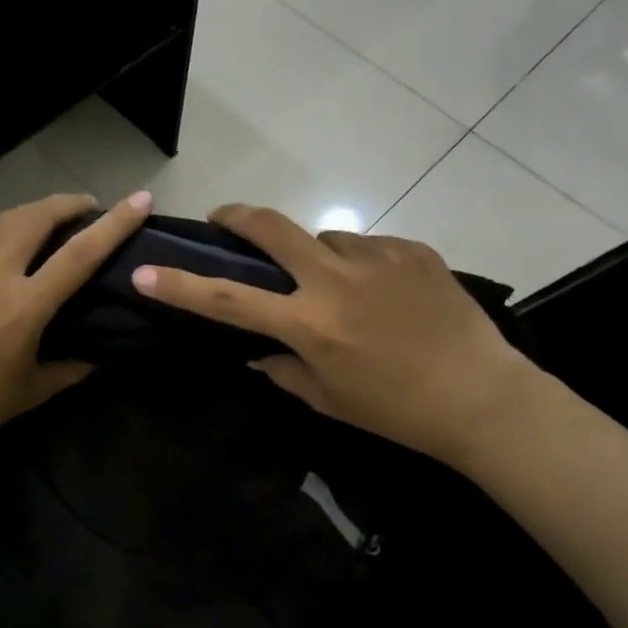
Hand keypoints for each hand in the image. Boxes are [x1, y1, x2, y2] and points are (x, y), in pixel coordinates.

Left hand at [0, 190, 153, 463]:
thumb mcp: (31, 392)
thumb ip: (71, 369)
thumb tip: (101, 357)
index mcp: (24, 306)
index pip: (80, 253)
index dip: (115, 224)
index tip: (140, 200)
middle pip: (37, 216)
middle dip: (69, 203)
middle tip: (90, 207)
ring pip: (5, 220)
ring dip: (37, 210)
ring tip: (56, 218)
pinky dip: (9, 229)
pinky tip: (15, 246)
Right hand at [132, 204, 538, 468]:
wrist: (483, 397)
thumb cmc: (397, 411)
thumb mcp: (329, 401)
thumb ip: (284, 371)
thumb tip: (259, 352)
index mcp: (309, 324)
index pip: (227, 299)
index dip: (179, 285)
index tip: (144, 270)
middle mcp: (334, 280)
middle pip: (270, 226)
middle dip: (236, 215)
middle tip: (223, 218)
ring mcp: (376, 258)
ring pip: (325, 238)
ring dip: (317, 257)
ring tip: (343, 289)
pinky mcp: (411, 250)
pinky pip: (368, 248)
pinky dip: (362, 265)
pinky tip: (386, 295)